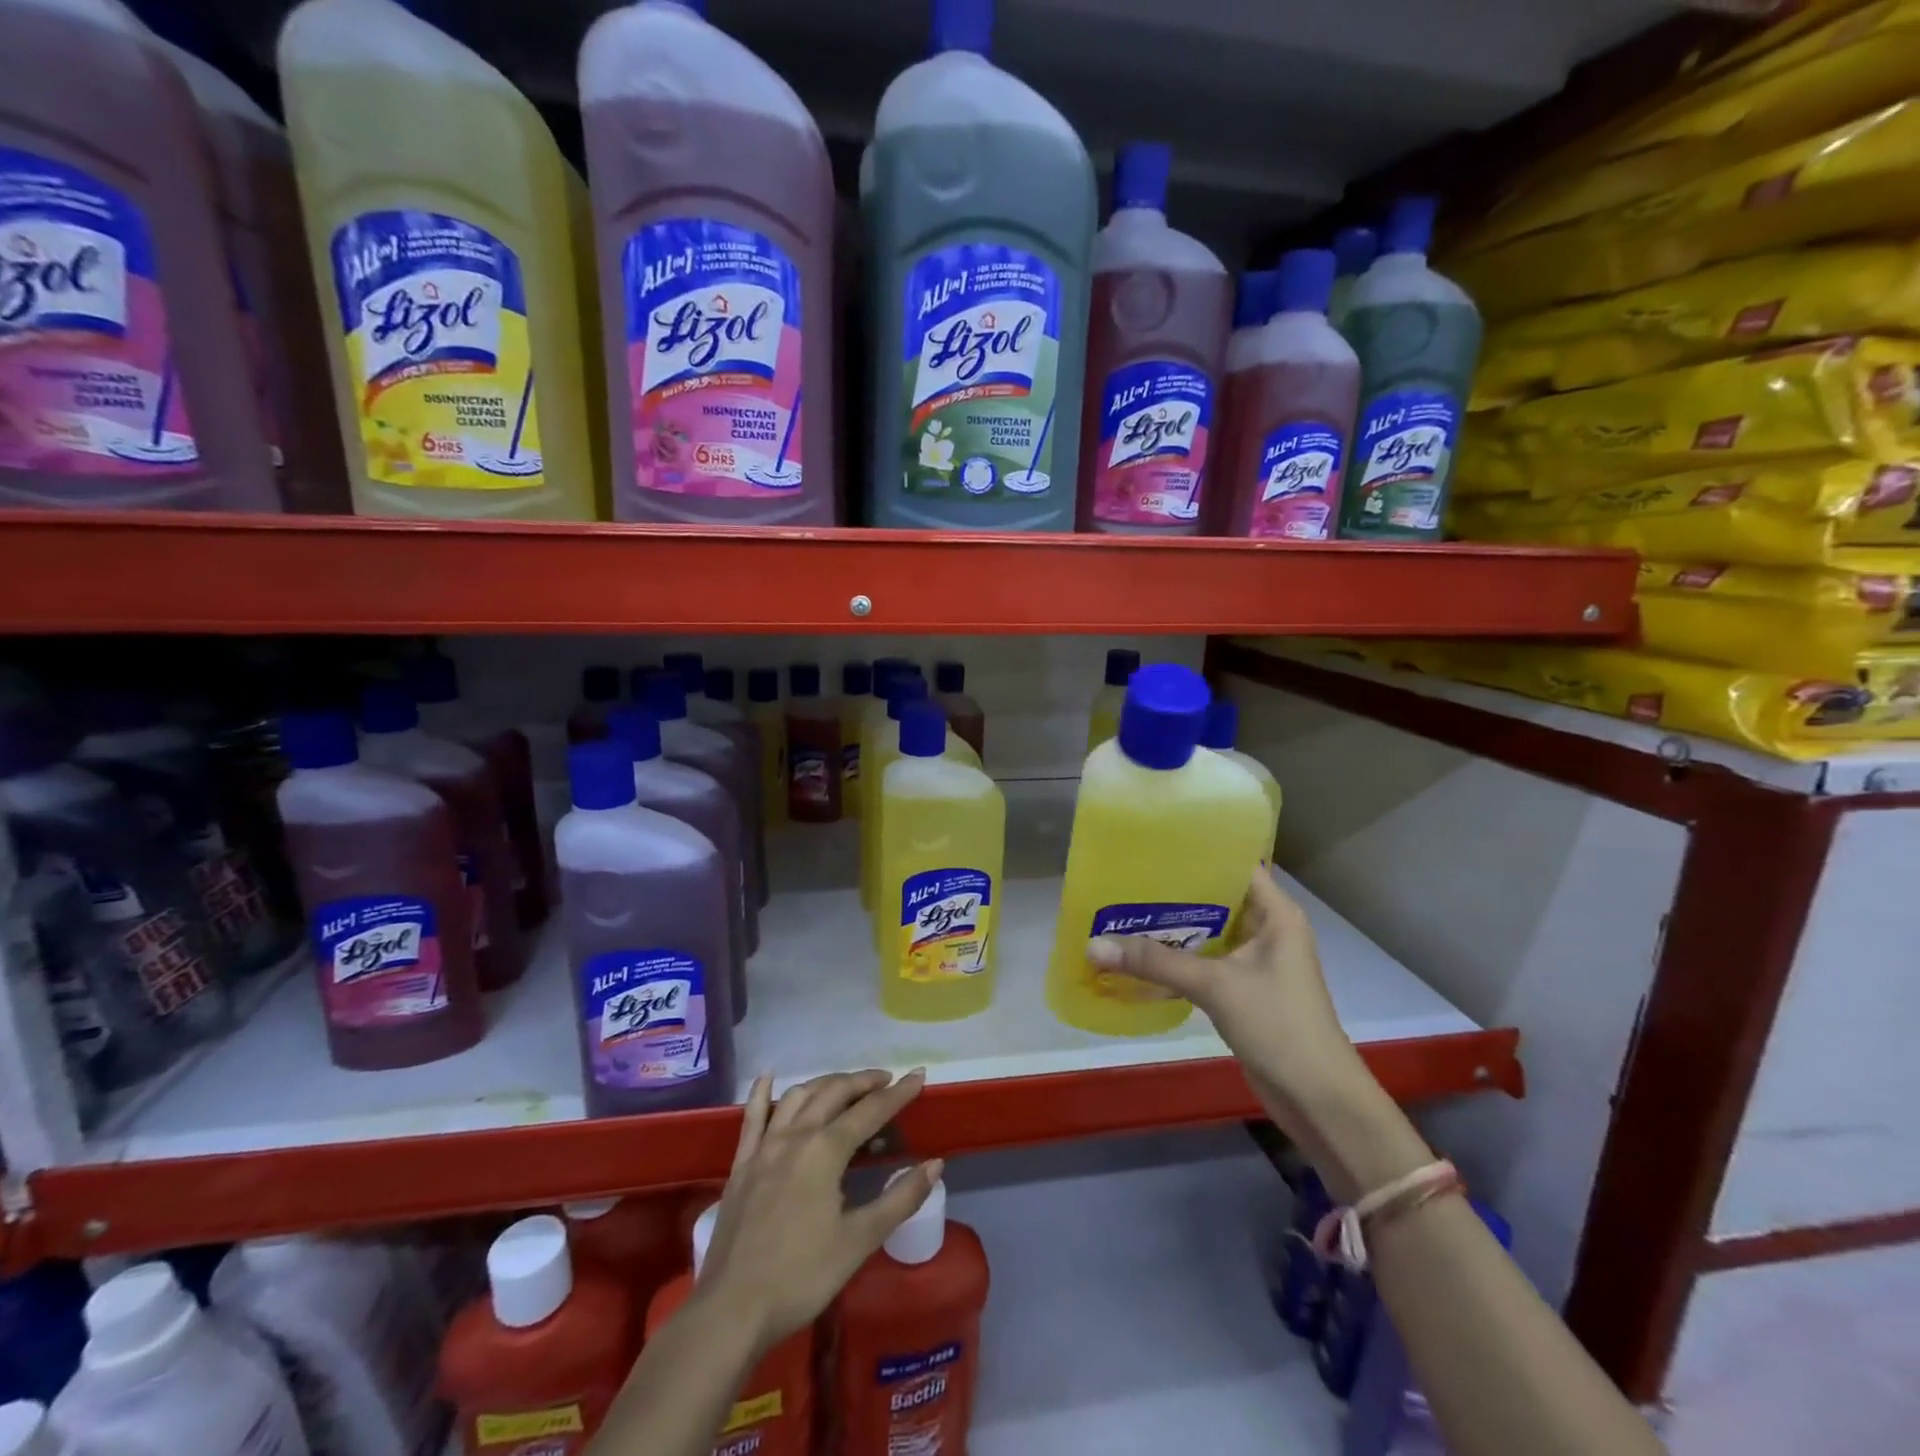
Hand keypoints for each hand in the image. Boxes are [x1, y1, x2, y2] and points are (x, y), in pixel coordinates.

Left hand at [695, 1069, 941, 1354]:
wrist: (731, 1310)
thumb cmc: (802, 1277)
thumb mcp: (859, 1241)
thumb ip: (900, 1199)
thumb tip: (935, 1164)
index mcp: (826, 1150)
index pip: (871, 1111)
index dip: (898, 1093)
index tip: (919, 1076)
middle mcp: (796, 1136)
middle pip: (834, 1093)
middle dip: (863, 1081)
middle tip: (886, 1080)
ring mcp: (764, 1147)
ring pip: (798, 1097)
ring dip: (825, 1083)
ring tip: (845, 1084)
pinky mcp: (741, 1165)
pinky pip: (751, 1118)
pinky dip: (761, 1093)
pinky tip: (768, 1077)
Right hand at [1087, 869, 1406, 1194]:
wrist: (1317, 1099)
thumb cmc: (1279, 1026)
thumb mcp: (1215, 986)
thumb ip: (1156, 962)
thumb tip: (1093, 945)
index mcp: (1276, 914)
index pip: (1234, 865)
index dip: (1196, 852)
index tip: (1151, 844)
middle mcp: (1266, 930)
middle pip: (1214, 898)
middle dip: (1171, 892)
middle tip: (1123, 877)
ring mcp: (1255, 962)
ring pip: (1206, 932)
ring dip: (1169, 928)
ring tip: (1121, 910)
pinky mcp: (1242, 990)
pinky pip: (1203, 962)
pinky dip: (1175, 959)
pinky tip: (1137, 956)